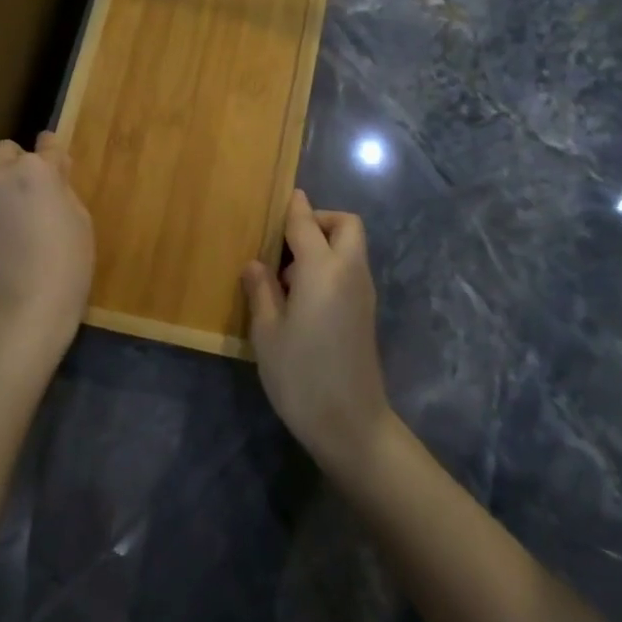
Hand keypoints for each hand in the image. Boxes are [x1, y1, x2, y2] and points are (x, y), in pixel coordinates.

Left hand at [0, 132, 93, 371]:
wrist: (22, 315)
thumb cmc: (66, 266)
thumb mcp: (80, 220)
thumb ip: (62, 187)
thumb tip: (52, 171)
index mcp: (33, 170)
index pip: (46, 144)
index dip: (52, 153)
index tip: (56, 163)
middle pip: (3, 152)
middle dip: (15, 165)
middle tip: (28, 195)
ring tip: (7, 229)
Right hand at [242, 190, 392, 476]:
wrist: (351, 424)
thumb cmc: (301, 376)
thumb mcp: (268, 333)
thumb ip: (261, 291)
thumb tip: (256, 263)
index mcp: (323, 269)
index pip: (306, 223)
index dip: (293, 207)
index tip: (282, 197)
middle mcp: (349, 271)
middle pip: (345, 225)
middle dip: (319, 220)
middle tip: (286, 242)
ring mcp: (363, 292)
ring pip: (351, 247)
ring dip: (324, 244)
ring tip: (286, 276)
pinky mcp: (366, 312)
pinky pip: (350, 269)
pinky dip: (330, 265)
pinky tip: (302, 297)